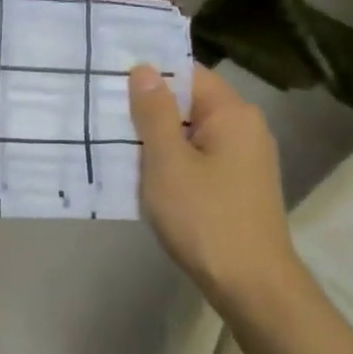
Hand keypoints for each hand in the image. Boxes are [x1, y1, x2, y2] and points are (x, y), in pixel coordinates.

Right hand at [128, 63, 306, 317]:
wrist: (250, 285)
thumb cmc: (204, 218)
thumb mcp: (168, 162)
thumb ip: (153, 113)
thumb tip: (144, 68)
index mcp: (232, 113)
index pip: (186, 73)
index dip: (148, 74)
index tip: (108, 79)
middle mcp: (245, 128)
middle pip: (188, 103)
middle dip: (148, 108)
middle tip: (101, 112)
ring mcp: (244, 159)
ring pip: (190, 134)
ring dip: (156, 139)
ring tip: (113, 142)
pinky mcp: (237, 185)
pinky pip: (198, 159)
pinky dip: (171, 162)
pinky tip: (142, 175)